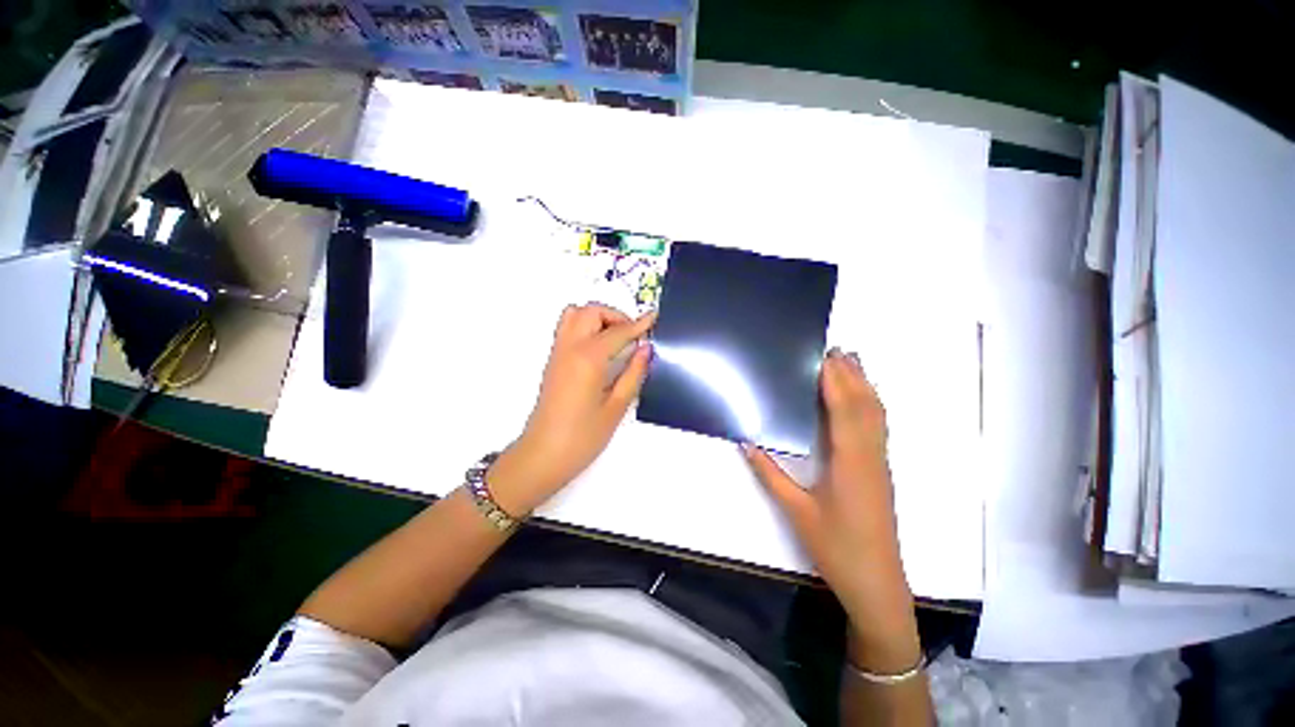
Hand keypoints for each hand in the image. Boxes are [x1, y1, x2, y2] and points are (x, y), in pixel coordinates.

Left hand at [487, 304, 655, 515]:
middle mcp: (569, 347)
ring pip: (574, 314)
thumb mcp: (616, 407)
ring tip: (616, 339)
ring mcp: (557, 352)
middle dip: (615, 316)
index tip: (654, 317)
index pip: (618, 332)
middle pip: (591, 311)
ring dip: (597, 318)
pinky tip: (600, 349)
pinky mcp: (552, 361)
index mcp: (588, 358)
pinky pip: (567, 328)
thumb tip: (646, 348)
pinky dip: (585, 326)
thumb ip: (633, 373)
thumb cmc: (583, 437)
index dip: (639, 324)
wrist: (543, 456)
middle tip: (633, 336)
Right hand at [743, 349, 919, 669]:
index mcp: (850, 461)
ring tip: (851, 362)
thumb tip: (746, 442)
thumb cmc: (836, 547)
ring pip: (877, 414)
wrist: (877, 584)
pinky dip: (870, 404)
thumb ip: (770, 473)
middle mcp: (870, 455)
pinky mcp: (880, 470)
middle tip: (836, 349)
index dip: (836, 379)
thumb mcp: (796, 511)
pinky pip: (878, 426)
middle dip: (852, 374)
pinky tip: (861, 400)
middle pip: (866, 405)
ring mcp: (880, 463)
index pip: (844, 409)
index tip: (823, 355)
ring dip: (865, 385)